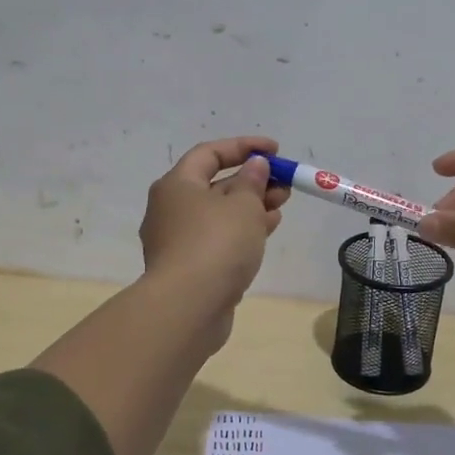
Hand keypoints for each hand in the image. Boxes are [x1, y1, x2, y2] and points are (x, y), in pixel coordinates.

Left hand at [138, 136, 289, 329]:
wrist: (188, 307)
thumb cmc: (216, 244)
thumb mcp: (243, 205)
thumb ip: (252, 181)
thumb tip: (254, 166)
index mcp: (176, 185)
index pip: (209, 153)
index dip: (244, 147)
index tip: (275, 150)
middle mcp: (171, 209)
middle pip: (214, 185)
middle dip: (252, 180)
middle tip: (284, 183)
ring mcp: (178, 241)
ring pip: (219, 214)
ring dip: (251, 206)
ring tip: (282, 205)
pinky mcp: (189, 267)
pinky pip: (218, 238)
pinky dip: (242, 230)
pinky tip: (267, 230)